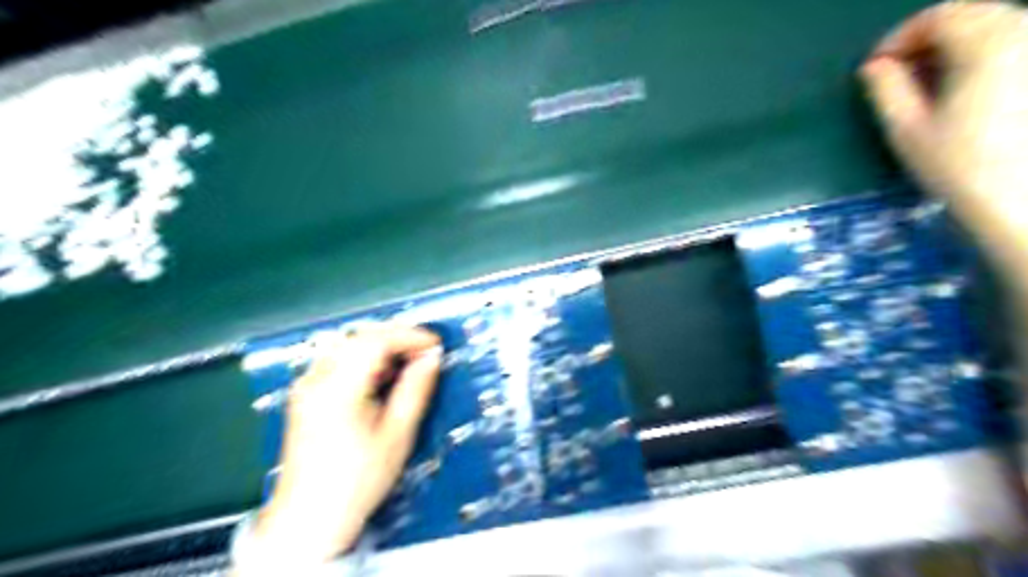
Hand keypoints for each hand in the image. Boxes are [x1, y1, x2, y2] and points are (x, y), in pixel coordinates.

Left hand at [251, 325, 440, 563]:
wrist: (309, 517)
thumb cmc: (358, 480)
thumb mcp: (397, 435)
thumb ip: (416, 389)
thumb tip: (432, 357)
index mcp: (338, 389)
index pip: (376, 341)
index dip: (409, 336)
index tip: (435, 344)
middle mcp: (316, 379)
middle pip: (360, 337)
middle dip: (397, 337)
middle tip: (425, 351)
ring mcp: (307, 385)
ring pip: (348, 344)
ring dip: (381, 345)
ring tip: (408, 361)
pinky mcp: (305, 393)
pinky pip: (338, 359)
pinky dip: (364, 357)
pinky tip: (381, 375)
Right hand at [862, 0, 1027, 200]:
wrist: (1020, 196)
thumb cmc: (957, 165)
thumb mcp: (907, 130)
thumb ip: (886, 91)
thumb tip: (873, 67)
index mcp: (986, 45)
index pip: (937, 16)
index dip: (898, 37)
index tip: (874, 68)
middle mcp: (1024, 33)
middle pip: (969, 13)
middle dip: (926, 37)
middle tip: (896, 73)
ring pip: (993, 23)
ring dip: (953, 43)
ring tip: (926, 79)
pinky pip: (1012, 40)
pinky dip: (979, 51)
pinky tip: (961, 83)